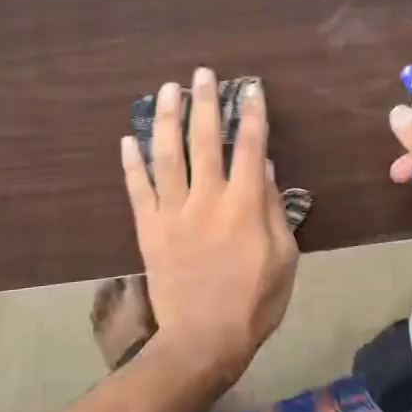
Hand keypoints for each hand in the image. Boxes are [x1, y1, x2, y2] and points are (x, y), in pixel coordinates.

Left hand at [121, 69, 297, 382]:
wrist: (204, 339)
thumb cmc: (254, 300)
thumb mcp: (284, 256)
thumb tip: (262, 164)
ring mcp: (173, 211)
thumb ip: (272, 207)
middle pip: (205, 138)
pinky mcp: (149, 228)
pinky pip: (138, 188)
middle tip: (202, 73)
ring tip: (167, 88)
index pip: (249, 145)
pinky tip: (127, 138)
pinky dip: (131, 162)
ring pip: (167, 154)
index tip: (250, 88)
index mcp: (243, 203)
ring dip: (166, 117)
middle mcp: (206, 197)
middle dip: (205, 101)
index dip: (251, 113)